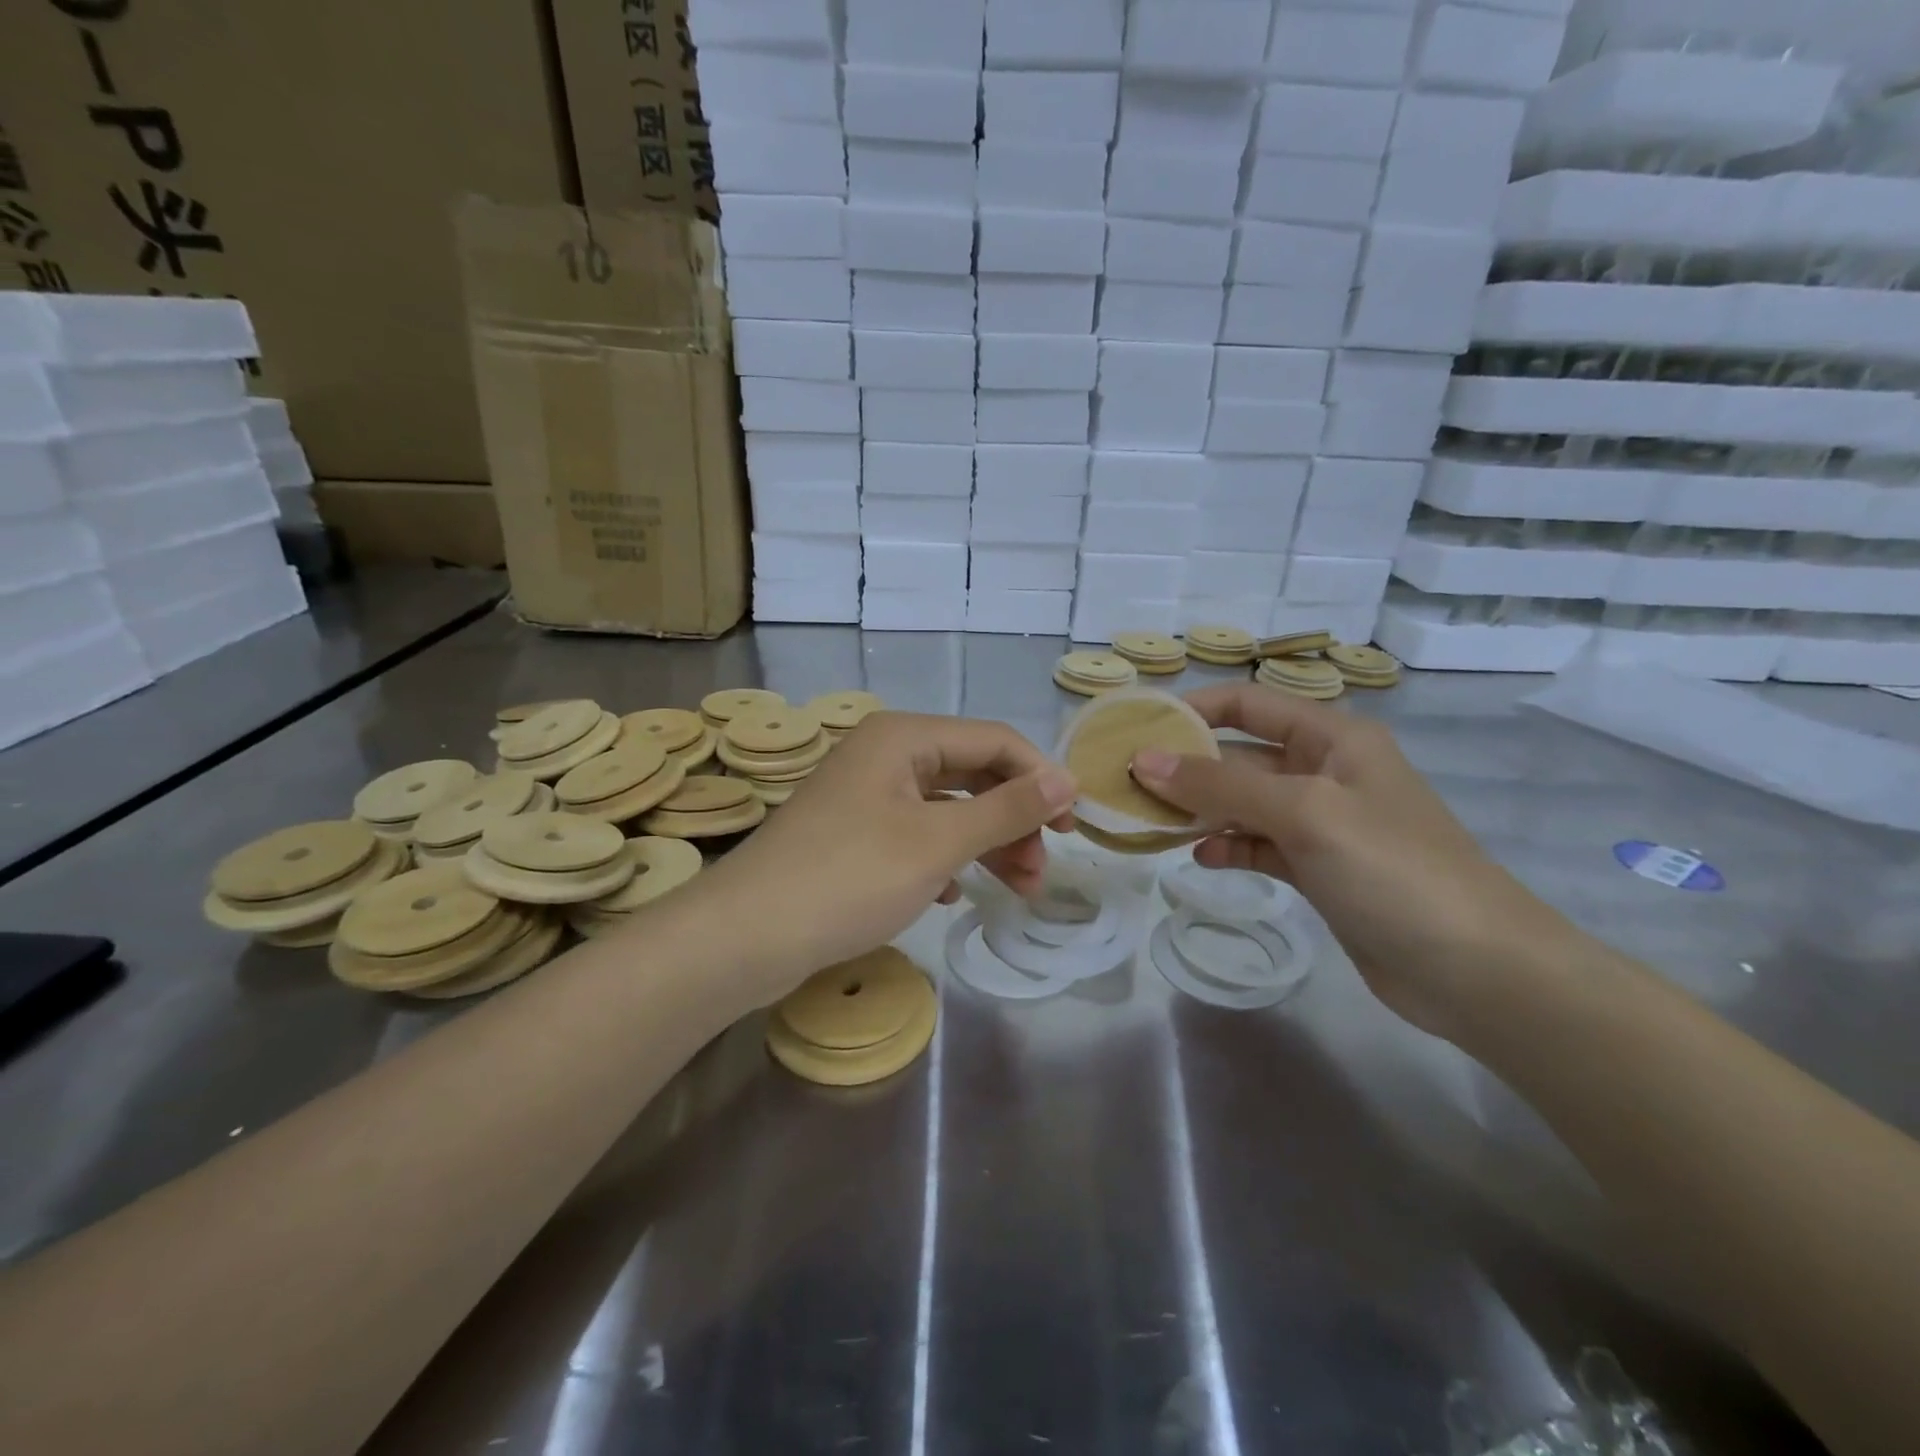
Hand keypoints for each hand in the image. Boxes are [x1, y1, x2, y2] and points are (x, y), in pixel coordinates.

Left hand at [675, 712, 1076, 1005]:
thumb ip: (1007, 809)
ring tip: (1016, 890)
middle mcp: (884, 755)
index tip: (1074, 828)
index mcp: (904, 738)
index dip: (1041, 779)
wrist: (746, 937)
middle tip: (1041, 872)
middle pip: (972, 775)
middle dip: (1013, 821)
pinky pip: (916, 835)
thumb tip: (1066, 779)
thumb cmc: (850, 877)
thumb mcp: (938, 842)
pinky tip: (953, 894)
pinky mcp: (852, 834)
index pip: (995, 742)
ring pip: (946, 809)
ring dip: (985, 844)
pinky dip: (945, 858)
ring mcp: (864, 795)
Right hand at [1130, 683, 1575, 1038]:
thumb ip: (1221, 784)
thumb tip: (1144, 760)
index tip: (1139, 728)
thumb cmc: (1393, 870)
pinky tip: (1203, 859)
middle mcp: (1326, 772)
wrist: (1477, 971)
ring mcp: (1324, 824)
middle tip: (1129, 782)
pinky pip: (1260, 845)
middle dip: (1188, 764)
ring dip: (1202, 809)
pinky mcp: (1320, 869)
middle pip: (1242, 754)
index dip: (1194, 709)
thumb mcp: (1304, 813)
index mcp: (1334, 739)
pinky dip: (1230, 847)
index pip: (1250, 704)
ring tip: (1153, 822)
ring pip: (1246, 802)